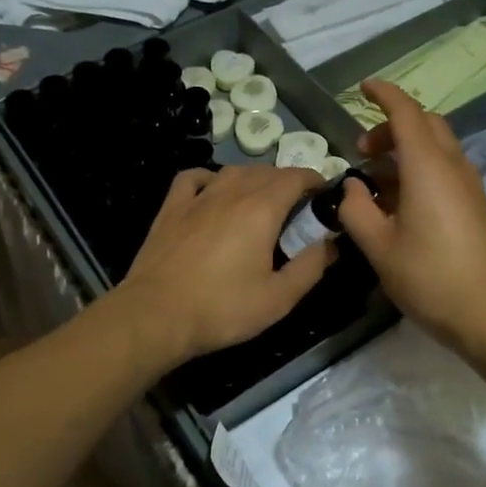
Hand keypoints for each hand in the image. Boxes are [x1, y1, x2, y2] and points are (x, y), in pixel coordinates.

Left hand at [118, 165, 334, 367]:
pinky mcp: (171, 208)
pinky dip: (210, 178)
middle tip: (298, 209)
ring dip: (254, 178)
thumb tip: (329, 243)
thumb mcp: (279, 298)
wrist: (156, 315)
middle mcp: (231, 192)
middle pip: (266, 171)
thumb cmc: (222, 308)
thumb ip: (310, 266)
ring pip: (233, 171)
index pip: (296, 177)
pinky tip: (213, 192)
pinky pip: (194, 178)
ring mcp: (197, 197)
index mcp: (261, 208)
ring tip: (261, 200)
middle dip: (288, 182)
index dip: (315, 181)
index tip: (324, 195)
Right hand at [336, 80, 485, 352]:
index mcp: (428, 167)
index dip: (383, 95)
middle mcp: (452, 167)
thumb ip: (356, 210)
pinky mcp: (474, 206)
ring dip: (404, 151)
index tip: (363, 88)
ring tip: (373, 181)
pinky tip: (398, 203)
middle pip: (425, 125)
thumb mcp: (379, 247)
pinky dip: (418, 170)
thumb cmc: (430, 277)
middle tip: (363, 150)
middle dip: (392, 126)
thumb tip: (351, 187)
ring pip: (436, 148)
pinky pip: (444, 170)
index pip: (406, 113)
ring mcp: (468, 186)